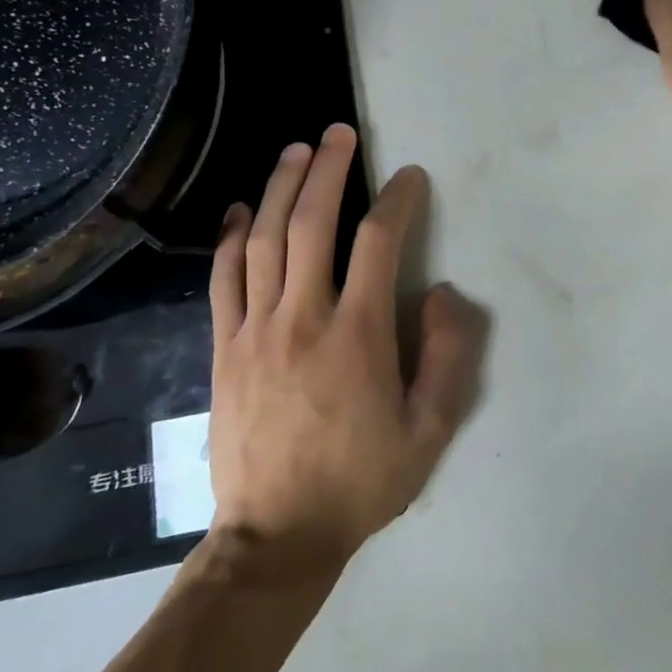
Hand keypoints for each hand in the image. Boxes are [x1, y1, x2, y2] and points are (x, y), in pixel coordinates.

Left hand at [206, 124, 485, 578]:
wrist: (276, 538)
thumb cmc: (361, 481)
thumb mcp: (430, 430)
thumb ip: (448, 356)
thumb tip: (441, 294)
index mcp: (358, 335)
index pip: (379, 243)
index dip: (398, 200)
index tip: (409, 177)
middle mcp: (303, 318)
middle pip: (313, 223)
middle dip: (330, 170)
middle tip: (339, 133)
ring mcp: (255, 330)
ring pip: (266, 239)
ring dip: (282, 187)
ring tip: (297, 150)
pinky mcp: (224, 348)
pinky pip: (224, 279)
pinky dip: (232, 237)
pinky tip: (243, 208)